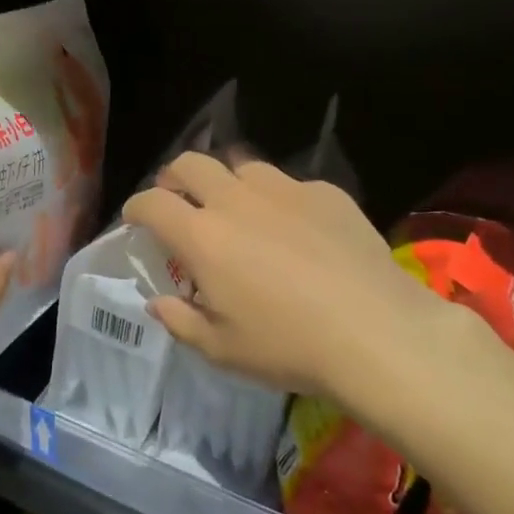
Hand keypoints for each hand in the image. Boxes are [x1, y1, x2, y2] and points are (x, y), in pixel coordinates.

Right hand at [123, 152, 496, 429]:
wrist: (378, 333)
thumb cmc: (289, 346)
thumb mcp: (222, 349)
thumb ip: (181, 321)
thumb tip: (157, 302)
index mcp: (202, 236)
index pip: (152, 202)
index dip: (136, 208)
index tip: (136, 220)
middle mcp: (235, 200)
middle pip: (190, 163)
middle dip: (174, 176)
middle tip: (178, 198)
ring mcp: (283, 190)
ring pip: (241, 166)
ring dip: (227, 182)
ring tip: (237, 209)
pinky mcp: (325, 193)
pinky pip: (290, 184)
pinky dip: (279, 200)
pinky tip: (296, 228)